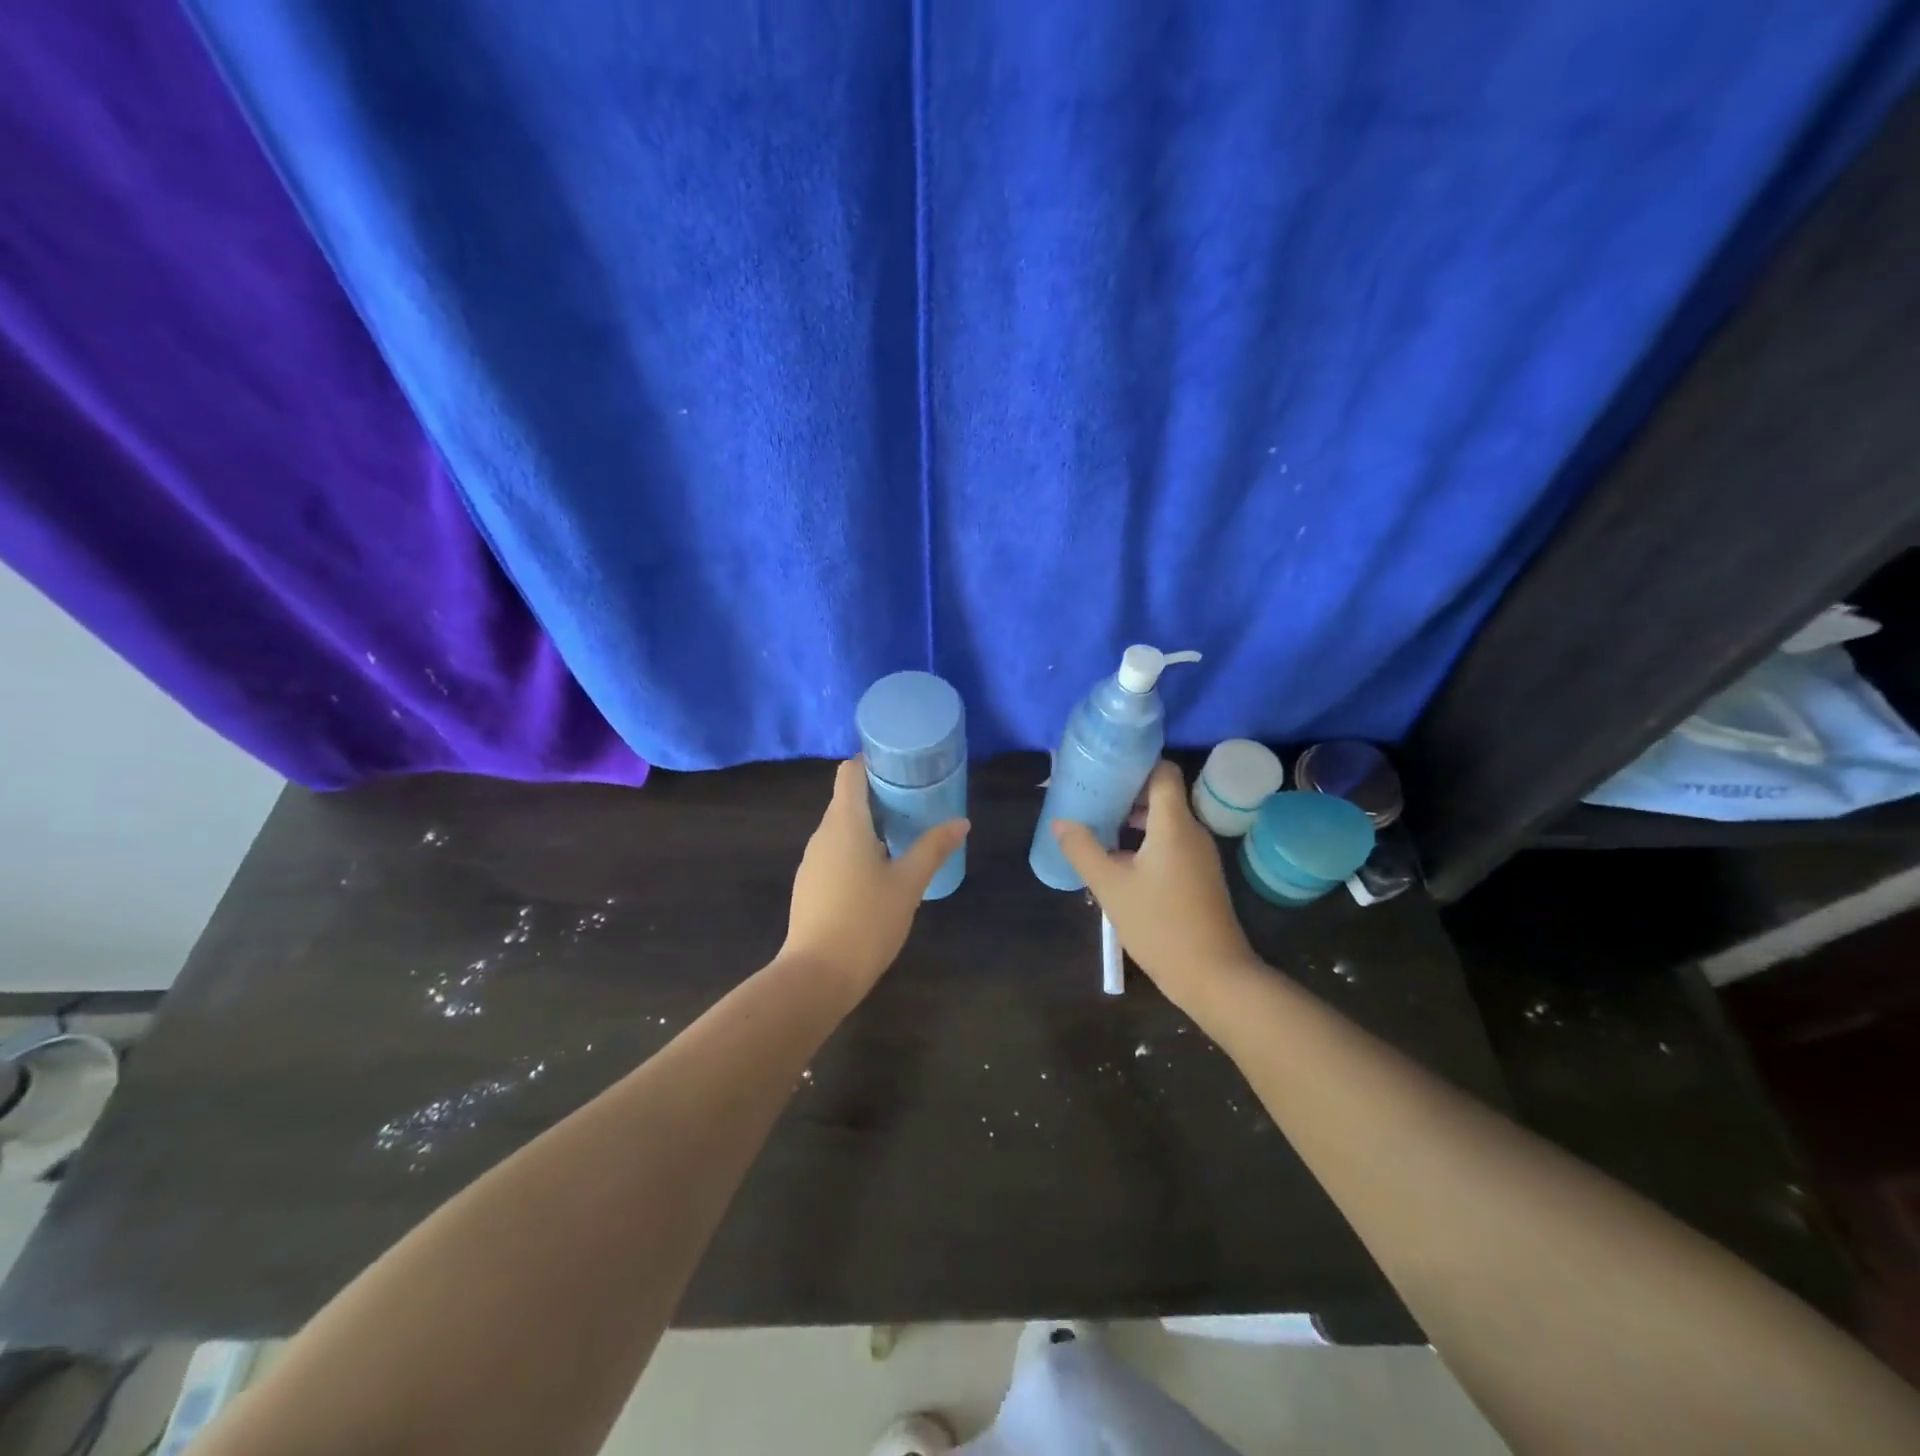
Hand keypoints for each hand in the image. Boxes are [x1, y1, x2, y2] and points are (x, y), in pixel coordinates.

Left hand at [782, 758, 968, 994]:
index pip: (851, 772)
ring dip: (869, 825)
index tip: (904, 769)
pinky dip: (856, 849)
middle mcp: (822, 834)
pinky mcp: (809, 884)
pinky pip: (834, 852)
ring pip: (841, 828)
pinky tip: (879, 873)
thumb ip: (933, 848)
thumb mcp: (909, 883)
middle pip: (847, 798)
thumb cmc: (866, 920)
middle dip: (880, 796)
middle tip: (917, 803)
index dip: (874, 762)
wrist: (817, 975)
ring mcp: (811, 860)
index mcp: (845, 823)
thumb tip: (961, 822)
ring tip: (904, 836)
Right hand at [1052, 760, 1262, 1015]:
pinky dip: (1144, 843)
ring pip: (1163, 822)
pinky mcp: (1199, 877)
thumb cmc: (1160, 924)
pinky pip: (1169, 845)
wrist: (1213, 976)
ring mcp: (1198, 856)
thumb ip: (1083, 850)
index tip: (1104, 769)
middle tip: (1090, 797)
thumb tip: (1060, 822)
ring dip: (1132, 821)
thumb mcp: (1111, 887)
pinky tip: (1116, 861)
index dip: (1135, 764)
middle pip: (1160, 795)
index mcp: (1174, 824)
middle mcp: (1191, 831)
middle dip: (1125, 794)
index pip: (1163, 771)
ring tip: (1096, 827)